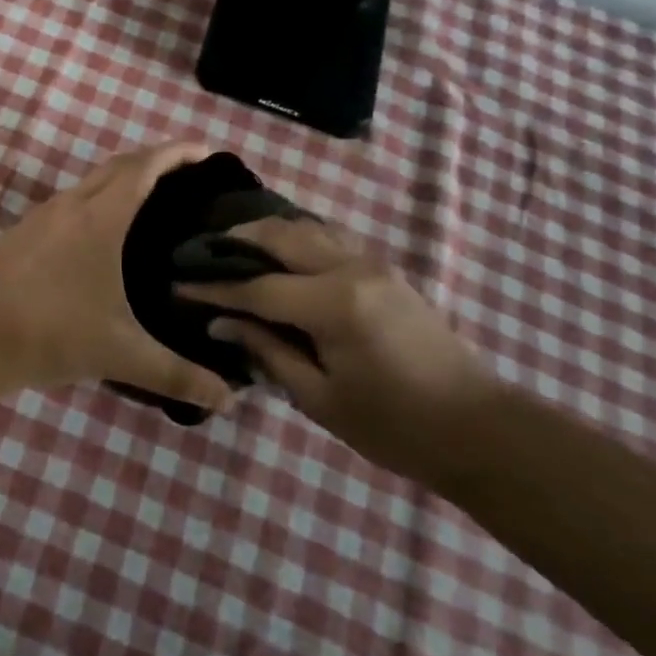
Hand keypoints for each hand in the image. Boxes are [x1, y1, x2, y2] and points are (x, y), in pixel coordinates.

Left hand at [0, 144, 236, 413]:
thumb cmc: (52, 334)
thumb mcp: (121, 354)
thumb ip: (177, 374)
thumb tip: (228, 399)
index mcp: (99, 218)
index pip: (144, 167)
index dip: (177, 152)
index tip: (206, 150)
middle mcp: (69, 205)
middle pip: (117, 166)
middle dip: (153, 161)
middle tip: (187, 176)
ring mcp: (39, 217)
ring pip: (88, 183)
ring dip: (120, 180)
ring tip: (149, 203)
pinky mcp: (20, 235)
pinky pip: (68, 203)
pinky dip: (94, 201)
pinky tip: (99, 237)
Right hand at [178, 218, 494, 487]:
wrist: (476, 428)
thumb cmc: (393, 426)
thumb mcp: (319, 398)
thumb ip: (267, 351)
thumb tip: (221, 323)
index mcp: (334, 305)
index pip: (258, 287)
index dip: (215, 288)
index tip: (178, 285)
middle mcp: (352, 269)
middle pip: (282, 236)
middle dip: (238, 239)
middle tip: (202, 251)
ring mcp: (373, 264)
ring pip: (309, 227)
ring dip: (269, 231)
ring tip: (234, 243)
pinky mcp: (385, 270)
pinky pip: (331, 237)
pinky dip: (298, 236)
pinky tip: (281, 251)